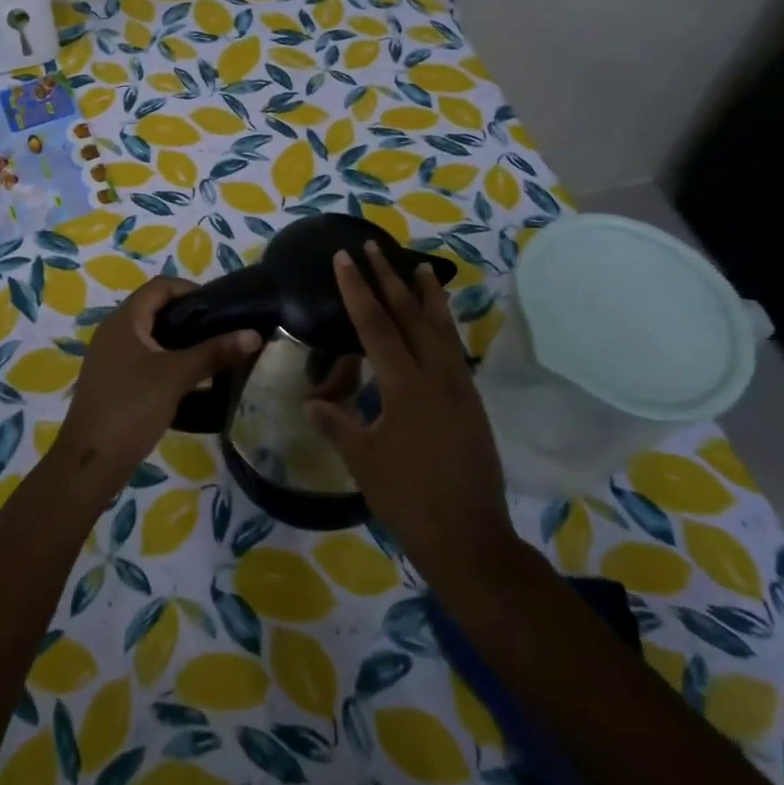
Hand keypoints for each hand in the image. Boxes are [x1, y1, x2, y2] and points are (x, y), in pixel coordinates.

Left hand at [54, 277, 260, 490]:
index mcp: (124, 320)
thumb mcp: (176, 376)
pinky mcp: (113, 382)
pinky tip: (190, 382)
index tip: (221, 307)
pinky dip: (167, 362)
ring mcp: (111, 358)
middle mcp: (114, 331)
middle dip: (190, 317)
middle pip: (156, 309)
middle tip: (222, 331)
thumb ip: (214, 352)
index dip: (191, 290)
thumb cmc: (131, 408)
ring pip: (151, 337)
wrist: (90, 463)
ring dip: (180, 342)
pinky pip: (144, 360)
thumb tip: (254, 334)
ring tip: (212, 355)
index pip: (160, 286)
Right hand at [306, 245, 516, 579]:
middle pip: (409, 315)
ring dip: (427, 295)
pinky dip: (443, 326)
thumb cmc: (408, 499)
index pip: (375, 324)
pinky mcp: (472, 402)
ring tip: (420, 266)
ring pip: (440, 328)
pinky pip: (454, 350)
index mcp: (404, 386)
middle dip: (388, 278)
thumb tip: (311, 403)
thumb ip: (338, 425)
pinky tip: (438, 323)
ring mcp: (459, 387)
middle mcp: (435, 376)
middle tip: (373, 247)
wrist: (469, 537)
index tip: (344, 258)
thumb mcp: (363, 461)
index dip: (357, 289)